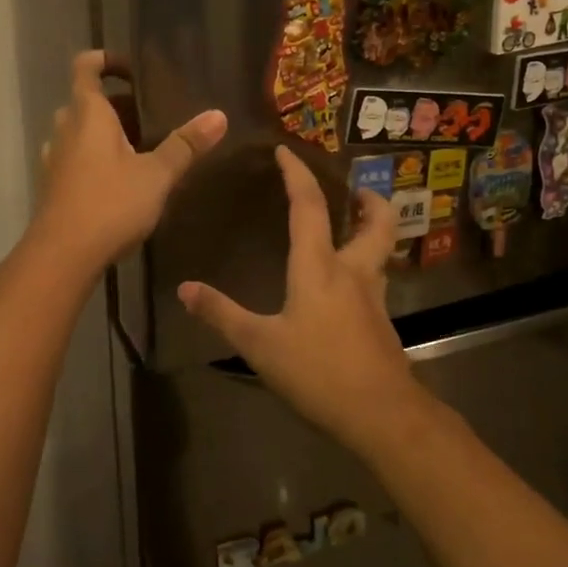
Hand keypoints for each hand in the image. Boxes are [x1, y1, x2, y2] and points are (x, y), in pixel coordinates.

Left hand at [32, 51, 226, 274]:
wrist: (62, 256)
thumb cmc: (110, 204)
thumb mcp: (157, 175)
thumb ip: (186, 145)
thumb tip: (219, 115)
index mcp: (88, 114)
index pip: (86, 67)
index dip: (106, 60)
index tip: (132, 71)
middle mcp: (65, 129)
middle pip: (85, 101)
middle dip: (116, 104)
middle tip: (150, 117)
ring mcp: (55, 159)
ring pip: (79, 132)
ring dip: (104, 134)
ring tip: (139, 149)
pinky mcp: (53, 186)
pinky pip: (74, 158)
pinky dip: (94, 158)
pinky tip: (120, 181)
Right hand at [177, 146, 421, 455]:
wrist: (381, 415)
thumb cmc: (317, 372)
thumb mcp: (260, 344)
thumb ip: (222, 314)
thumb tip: (184, 289)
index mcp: (320, 266)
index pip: (309, 206)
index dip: (298, 174)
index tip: (287, 151)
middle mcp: (353, 271)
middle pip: (377, 221)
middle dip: (368, 199)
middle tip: (353, 192)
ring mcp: (374, 297)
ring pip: (382, 250)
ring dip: (372, 230)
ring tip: (351, 230)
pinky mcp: (383, 323)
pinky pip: (376, 280)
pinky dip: (366, 267)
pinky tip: (346, 288)